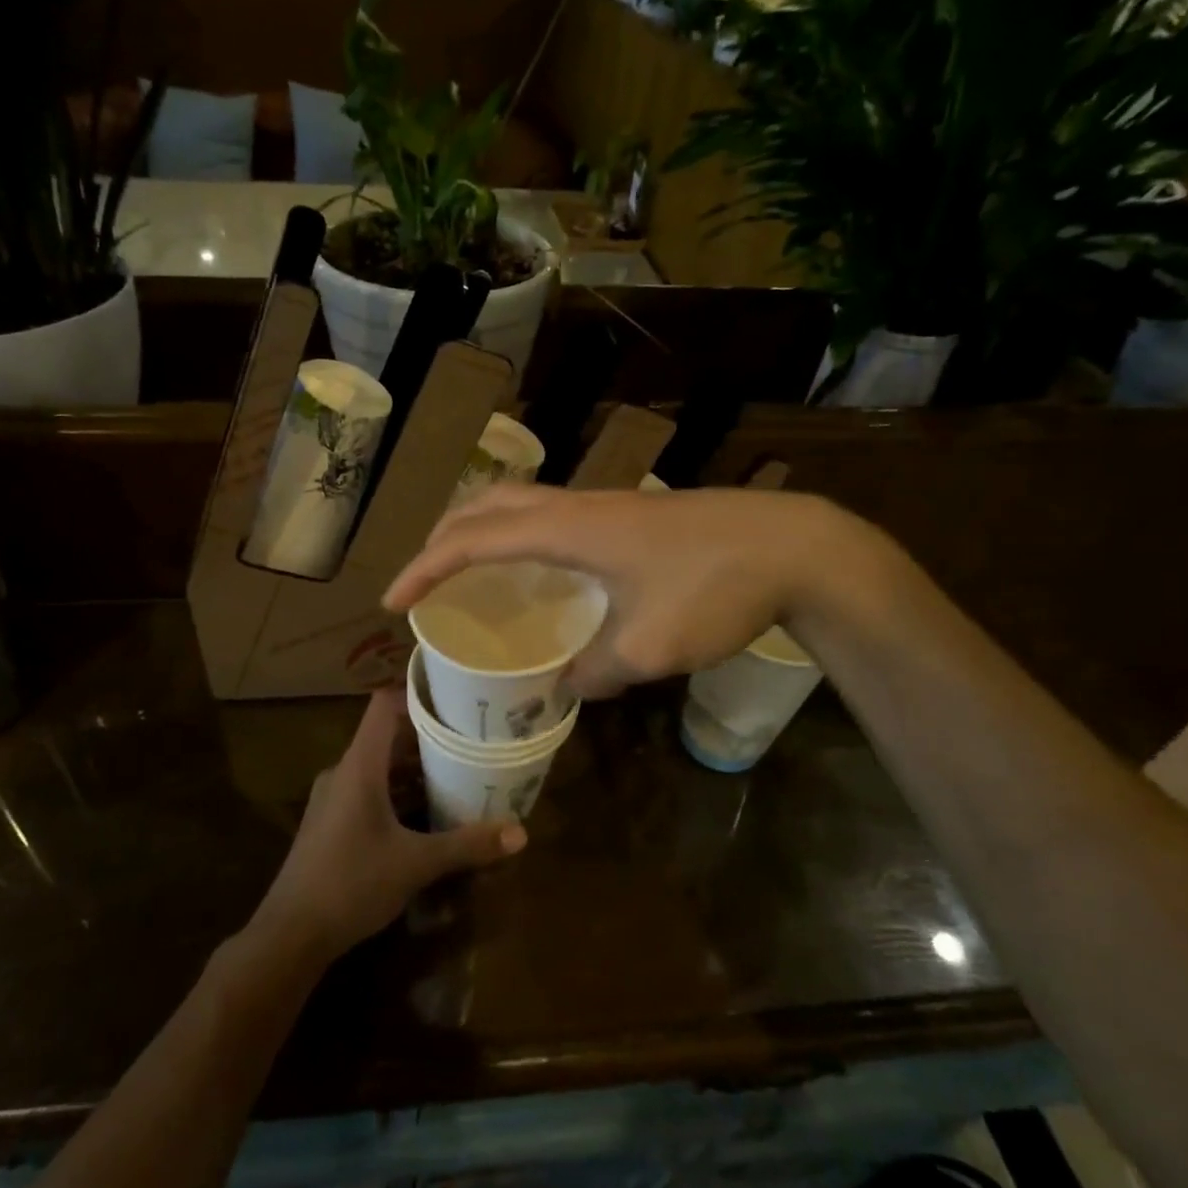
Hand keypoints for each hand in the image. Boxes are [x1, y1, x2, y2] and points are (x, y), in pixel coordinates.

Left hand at [250, 688, 525, 962]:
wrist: (290, 935)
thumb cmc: (351, 884)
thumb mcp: (416, 864)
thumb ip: (467, 846)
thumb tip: (521, 833)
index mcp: (359, 766)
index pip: (384, 705)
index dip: (417, 694)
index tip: (455, 697)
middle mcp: (343, 772)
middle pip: (387, 736)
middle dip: (428, 737)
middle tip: (470, 739)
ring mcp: (333, 797)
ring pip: (379, 766)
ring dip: (414, 769)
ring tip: (457, 773)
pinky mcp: (331, 822)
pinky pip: (369, 790)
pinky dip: (398, 792)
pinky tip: (426, 814)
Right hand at [384, 485, 871, 697]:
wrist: (794, 545)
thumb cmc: (715, 589)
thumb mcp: (648, 648)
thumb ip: (595, 671)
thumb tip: (569, 684)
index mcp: (567, 530)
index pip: (473, 540)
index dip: (424, 569)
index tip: (393, 602)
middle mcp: (577, 506)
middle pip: (488, 504)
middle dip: (443, 537)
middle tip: (423, 579)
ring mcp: (606, 505)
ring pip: (521, 502)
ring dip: (482, 529)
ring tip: (468, 570)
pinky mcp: (630, 514)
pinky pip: (553, 515)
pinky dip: (522, 535)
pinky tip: (542, 572)